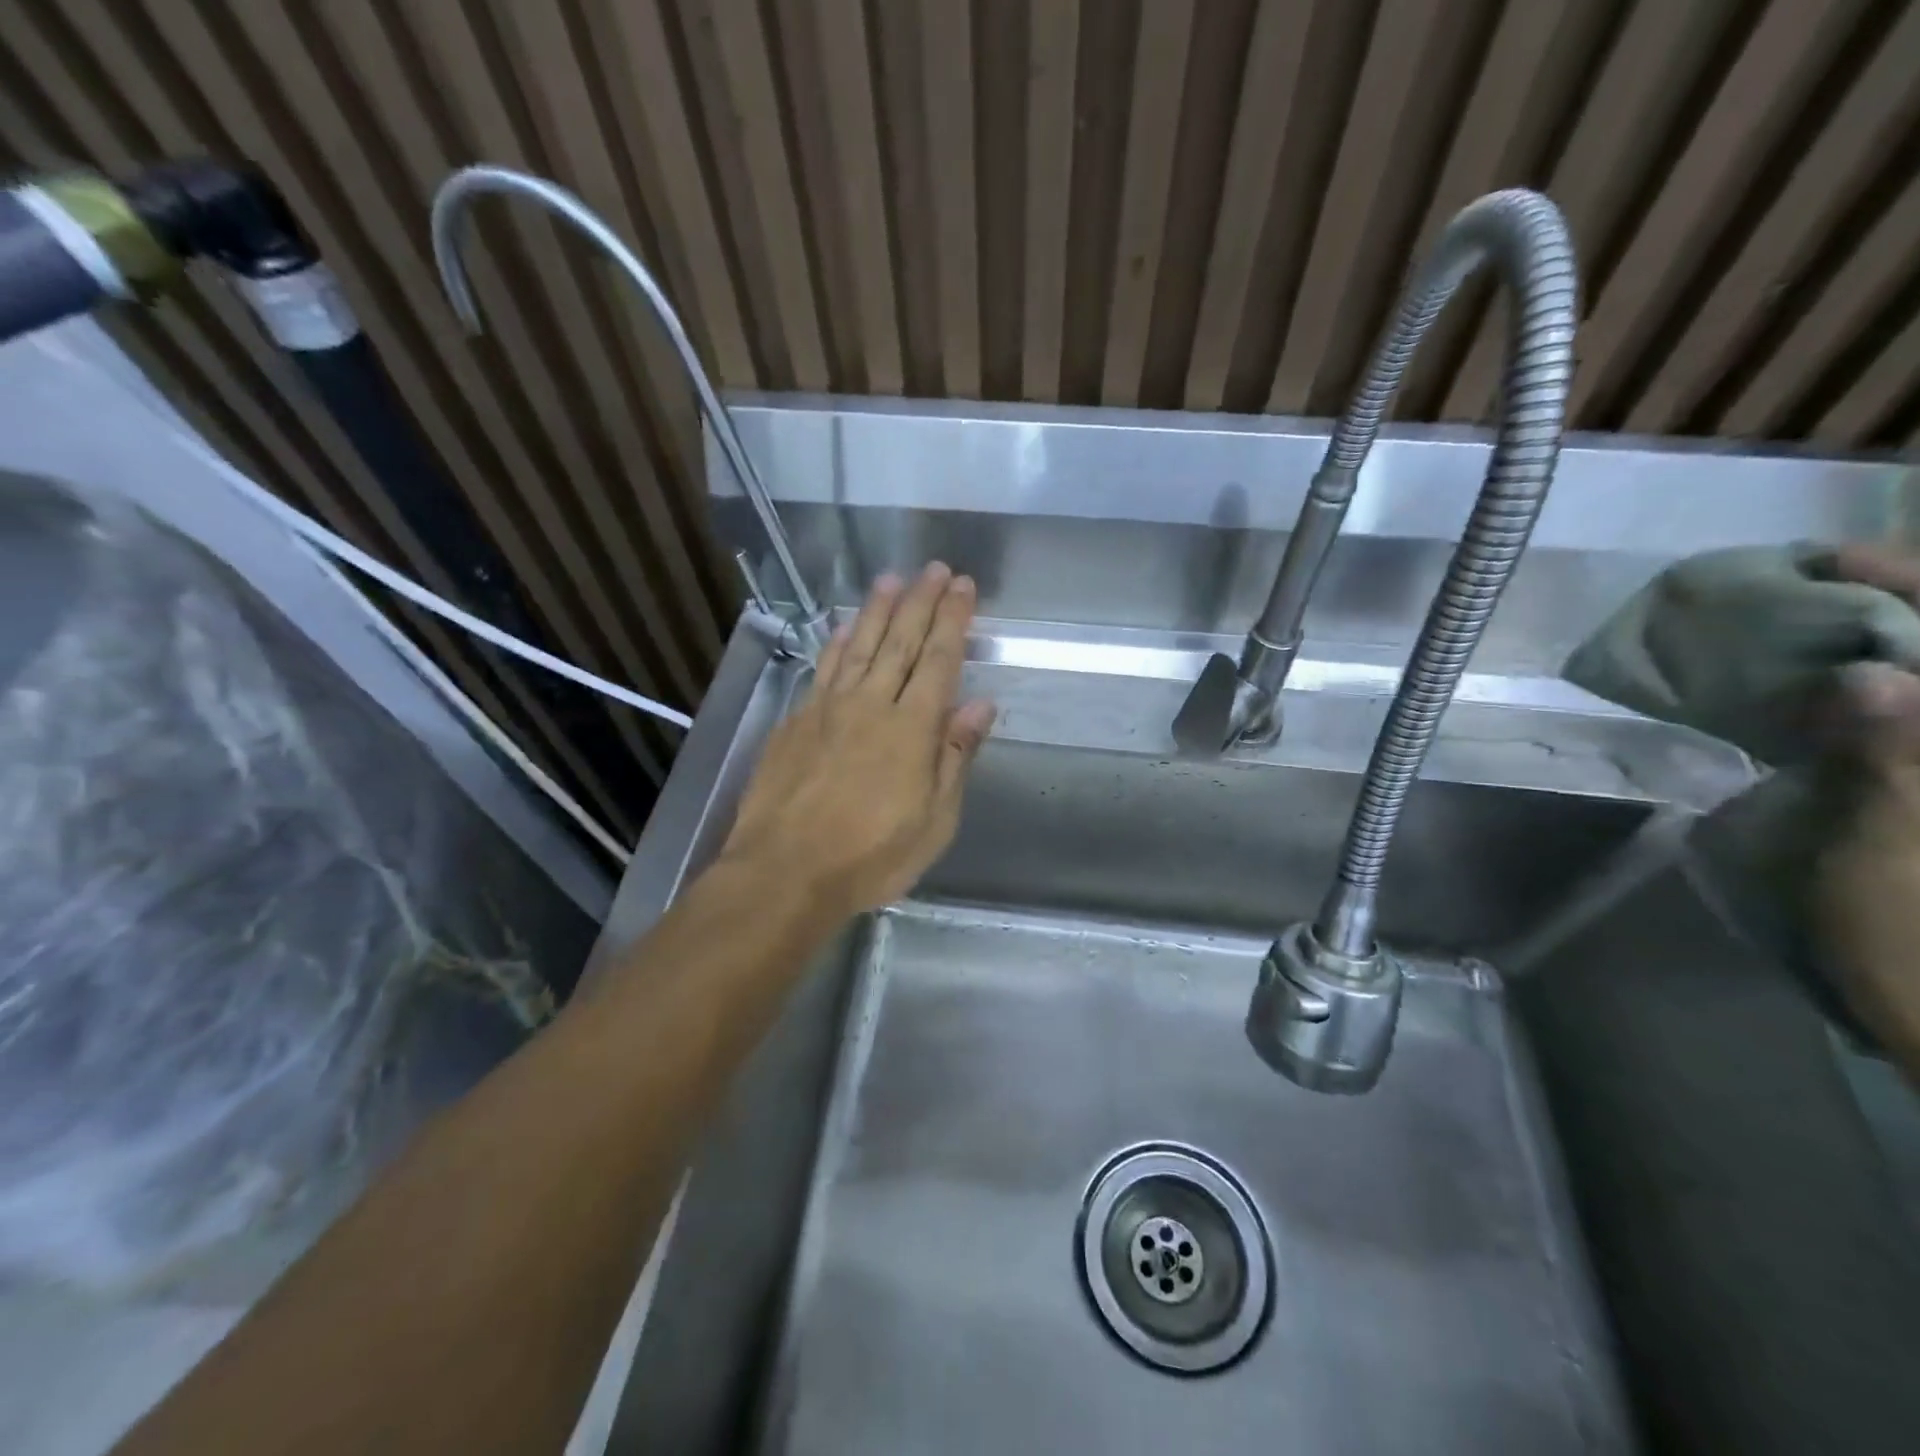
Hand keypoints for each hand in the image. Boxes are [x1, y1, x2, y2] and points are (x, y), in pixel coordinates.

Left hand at [722, 563, 996, 918]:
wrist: (785, 871)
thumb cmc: (871, 855)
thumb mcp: (934, 820)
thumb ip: (955, 756)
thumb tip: (981, 704)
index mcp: (912, 728)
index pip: (939, 659)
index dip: (953, 620)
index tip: (964, 586)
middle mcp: (871, 704)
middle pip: (900, 641)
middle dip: (921, 602)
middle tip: (935, 568)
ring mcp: (828, 708)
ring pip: (858, 646)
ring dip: (877, 610)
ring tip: (892, 579)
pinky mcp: (796, 721)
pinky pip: (823, 668)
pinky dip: (836, 642)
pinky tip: (843, 627)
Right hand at [1812, 546, 1919, 1076]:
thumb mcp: (1901, 856)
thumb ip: (1896, 759)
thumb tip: (1864, 675)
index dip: (1917, 587)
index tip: (1831, 562)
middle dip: (1910, 611)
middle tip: (1832, 588)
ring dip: (1900, 656)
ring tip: (1831, 633)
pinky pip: (1917, 728)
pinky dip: (1891, 702)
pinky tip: (1848, 697)